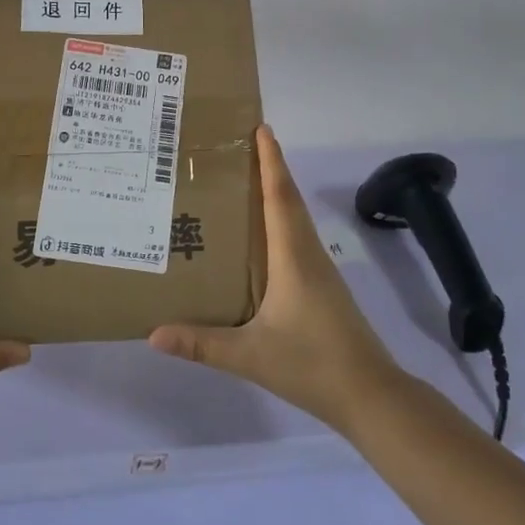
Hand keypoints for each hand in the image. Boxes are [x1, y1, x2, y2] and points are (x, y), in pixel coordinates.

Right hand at [149, 125, 399, 432]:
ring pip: (295, 219)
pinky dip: (281, 220)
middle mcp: (308, 254)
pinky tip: (261, 236)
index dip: (271, 161)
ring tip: (244, 181)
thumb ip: (202, 344)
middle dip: (270, 168)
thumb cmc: (312, 364)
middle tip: (241, 145)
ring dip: (276, 193)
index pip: (280, 197)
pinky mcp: (323, 287)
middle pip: (289, 199)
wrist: (371, 396)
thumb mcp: (250, 355)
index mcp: (293, 256)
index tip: (261, 128)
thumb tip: (153, 334)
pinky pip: (297, 238)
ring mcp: (320, 271)